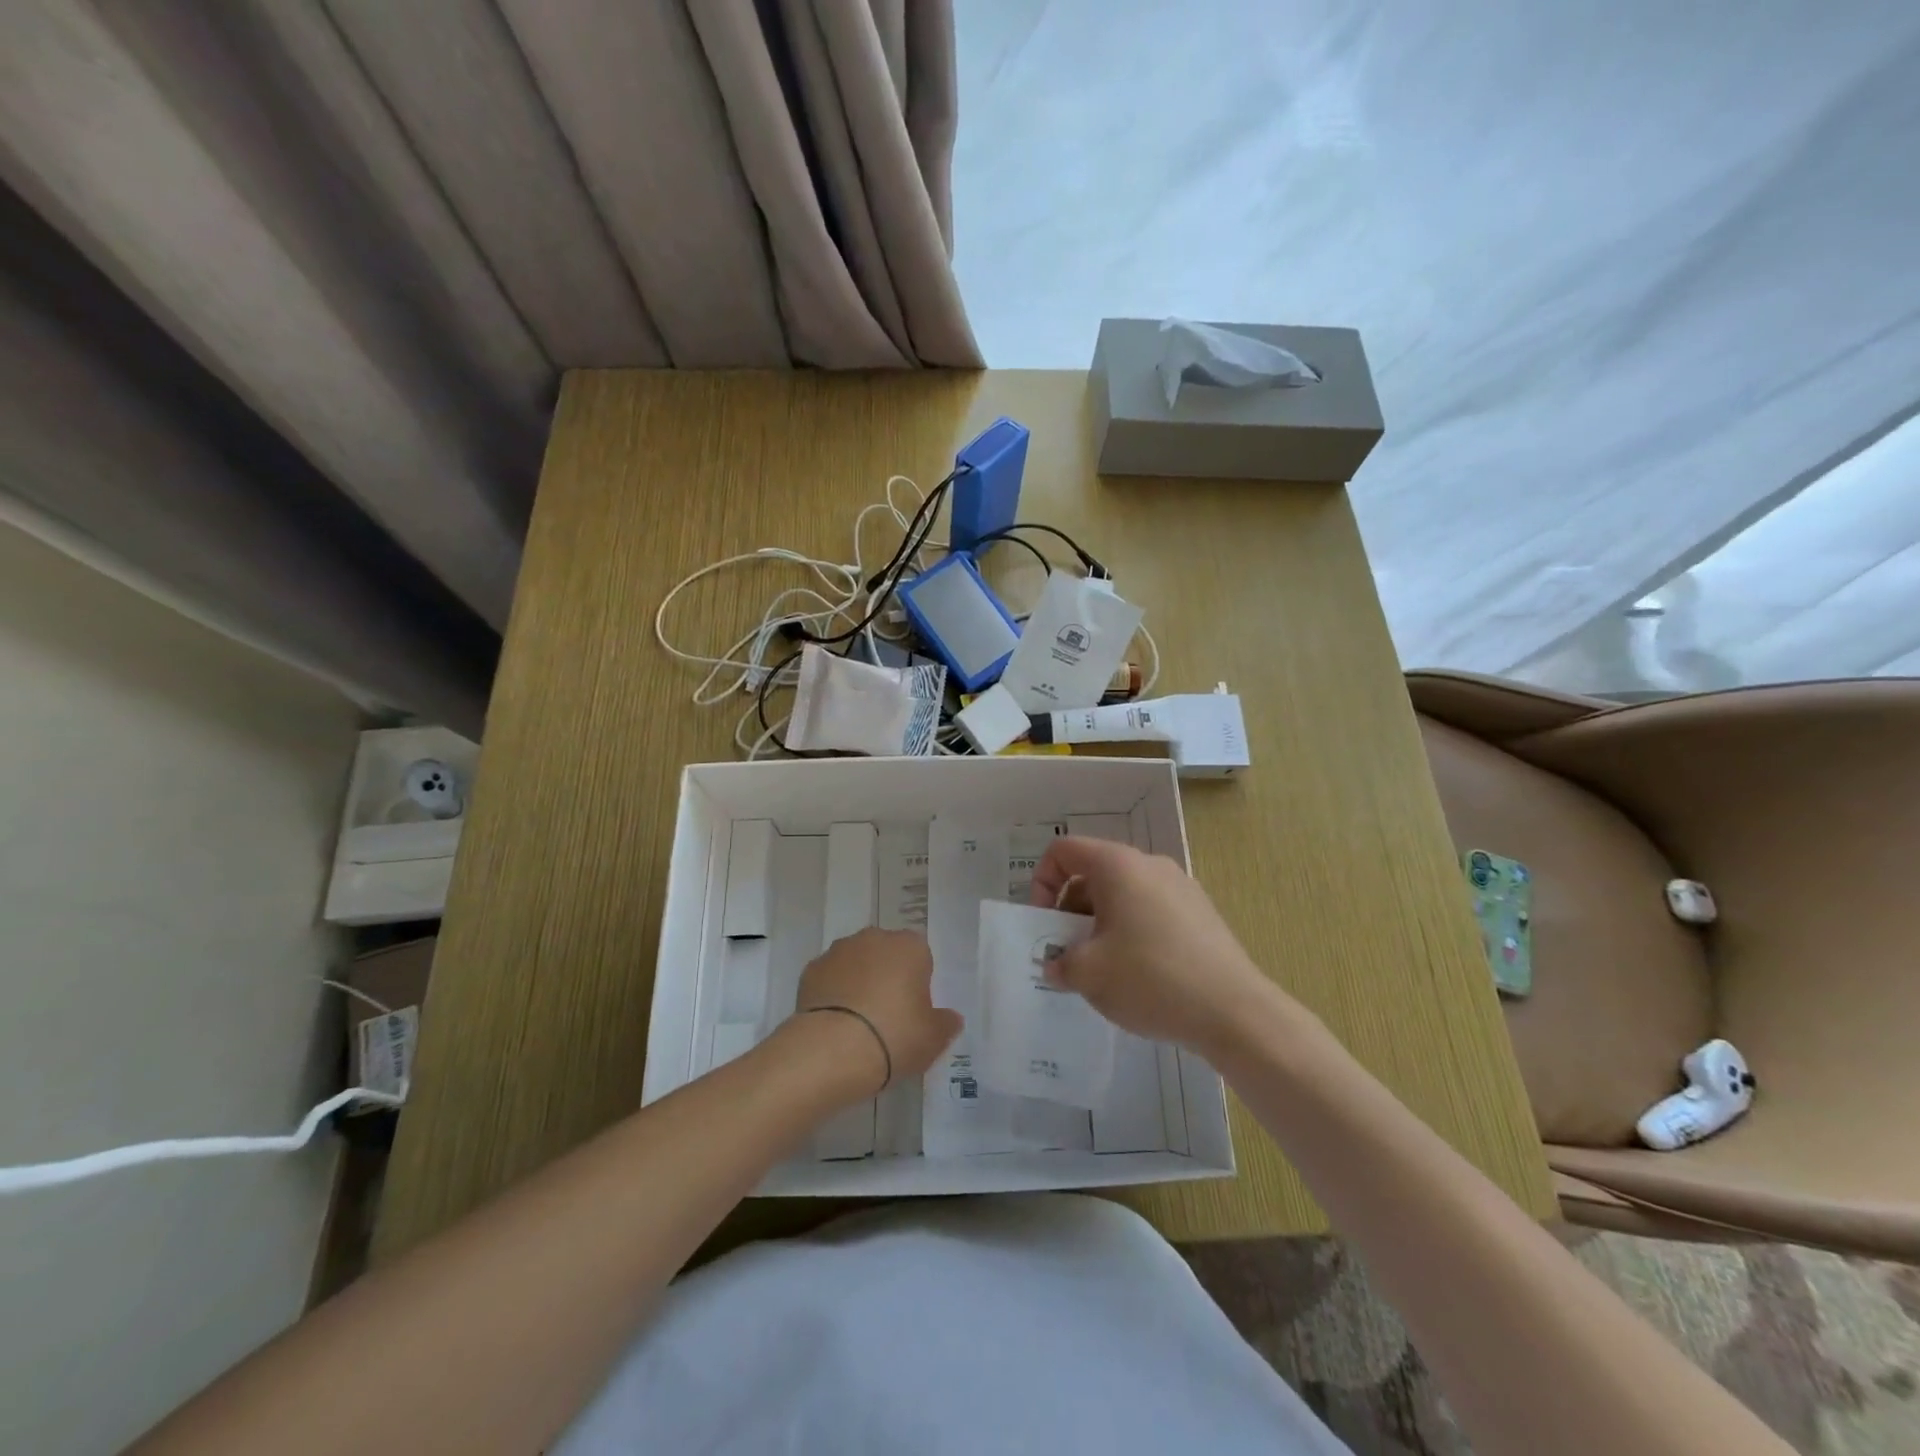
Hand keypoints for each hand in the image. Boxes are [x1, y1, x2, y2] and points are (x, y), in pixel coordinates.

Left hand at [792, 928, 961, 1095]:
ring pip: (855, 963)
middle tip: (888, 1017)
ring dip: (858, 983)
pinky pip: (829, 979)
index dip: (918, 983)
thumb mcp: (933, 1039)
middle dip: (887, 977)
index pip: (920, 956)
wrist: (832, 1050)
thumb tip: (951, 1018)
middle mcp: (874, 938)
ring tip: (857, 1024)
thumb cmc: (894, 1036)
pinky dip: (832, 995)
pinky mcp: (810, 970)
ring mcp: (838, 951)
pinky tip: (834, 1025)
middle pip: (886, 955)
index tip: (913, 1011)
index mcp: (909, 946)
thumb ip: (945, 1024)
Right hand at [1029, 837, 1275, 1054]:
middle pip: (1093, 873)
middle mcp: (1149, 865)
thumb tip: (1057, 965)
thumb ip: (1060, 963)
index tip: (1044, 924)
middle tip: (1068, 953)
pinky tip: (1138, 975)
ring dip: (1100, 924)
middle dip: (1070, 910)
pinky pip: (1150, 911)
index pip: (1063, 850)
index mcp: (1117, 865)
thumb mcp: (1088, 974)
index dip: (1042, 882)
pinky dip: (1131, 932)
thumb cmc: (1150, 979)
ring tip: (1102, 968)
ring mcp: (1180, 887)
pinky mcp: (1201, 914)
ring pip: (1123, 894)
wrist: (1234, 1012)